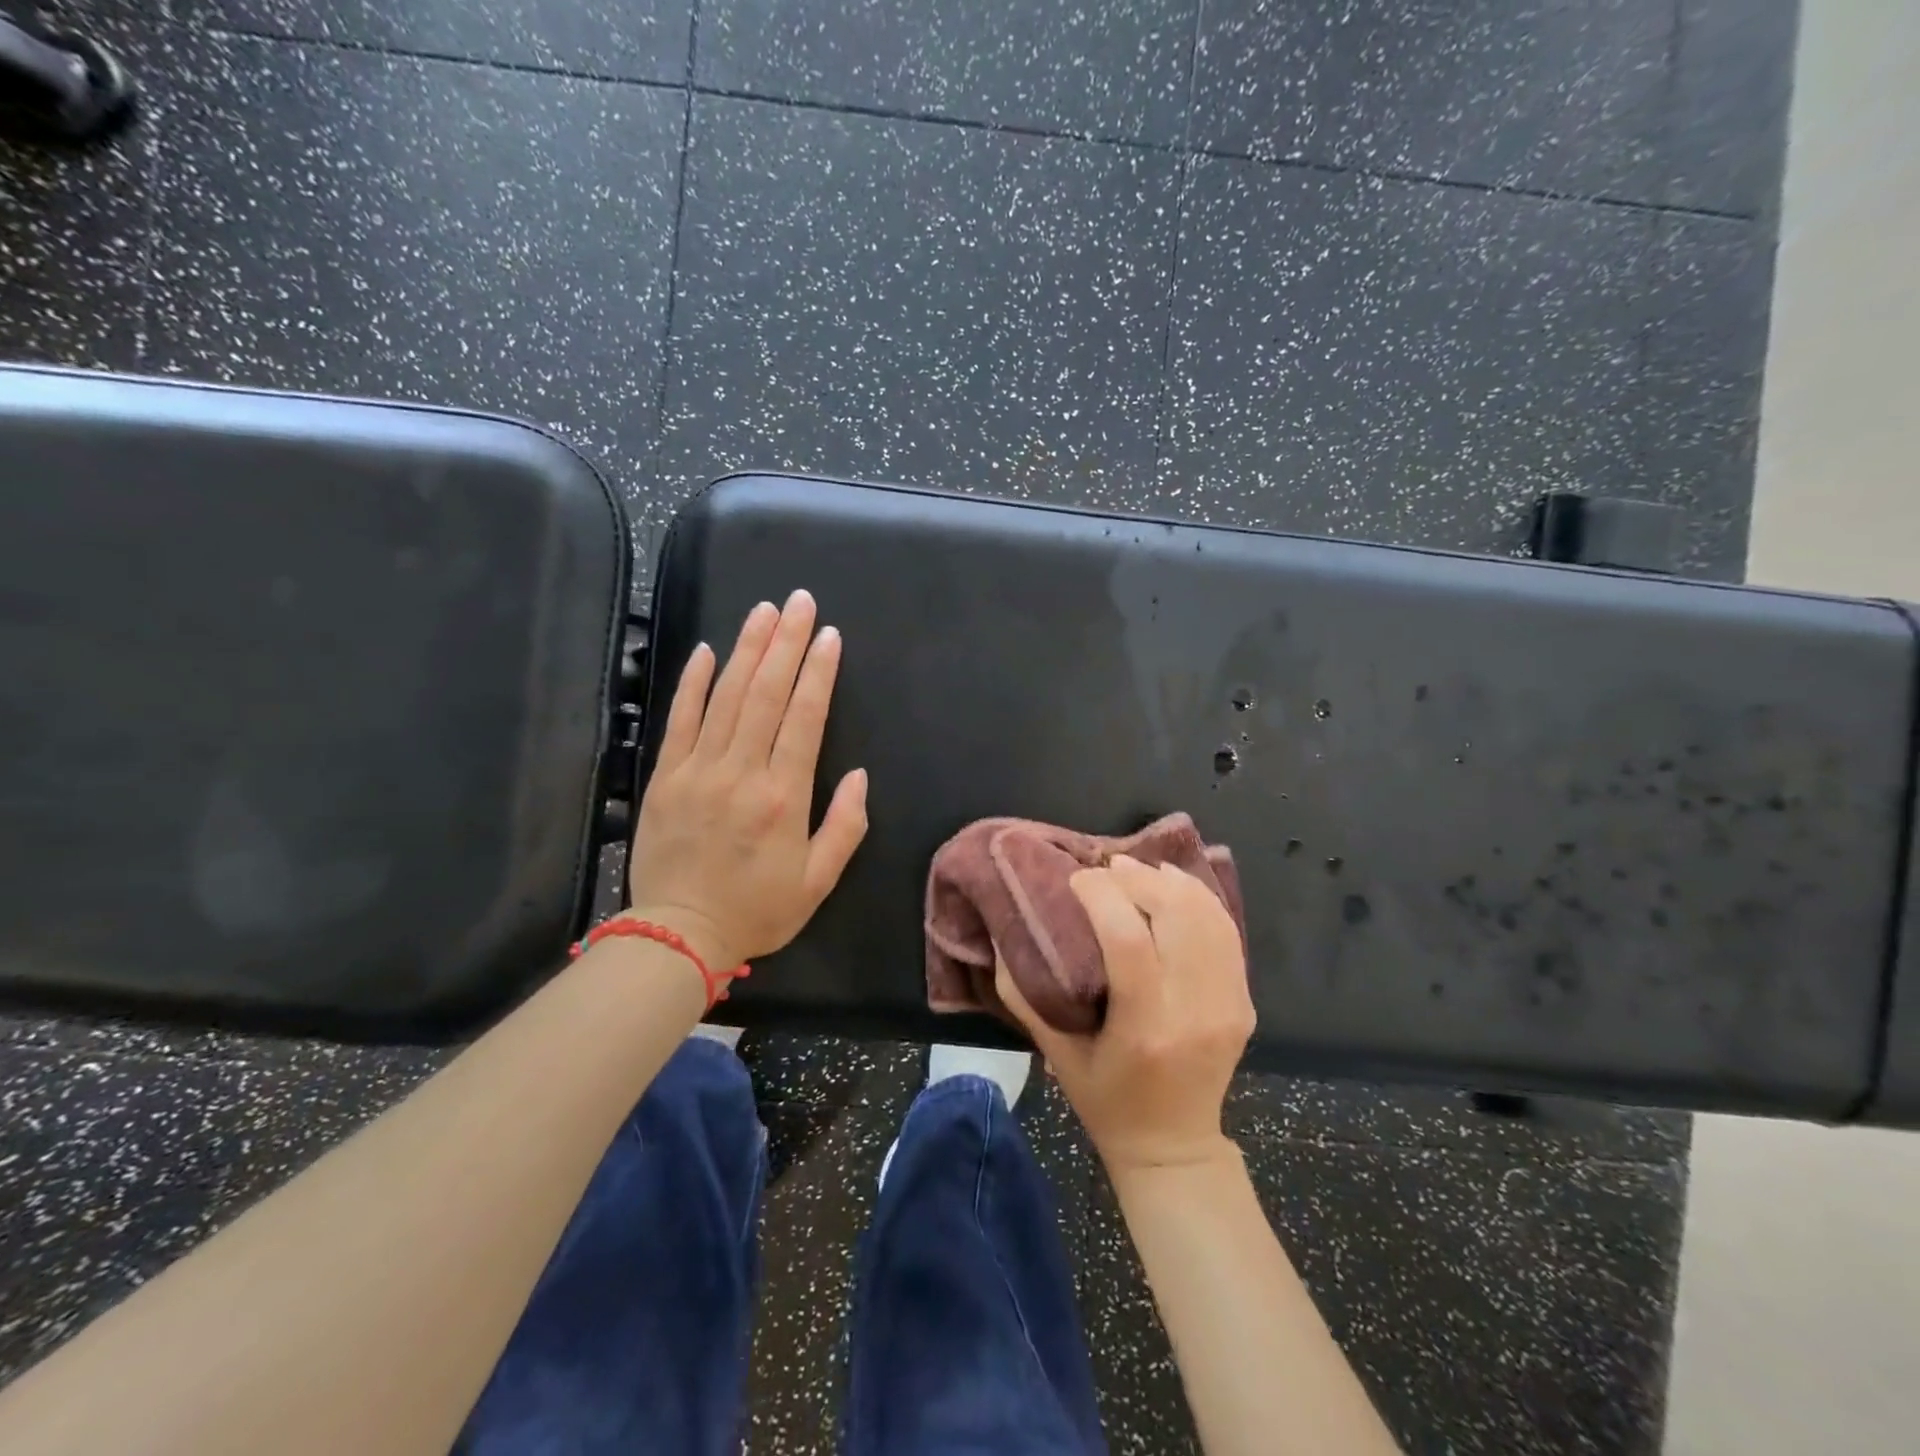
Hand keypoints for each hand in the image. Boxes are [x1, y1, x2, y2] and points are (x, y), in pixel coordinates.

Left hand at [627, 590, 868, 970]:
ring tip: (764, 610)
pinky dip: (694, 683)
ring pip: (726, 697)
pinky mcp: (664, 777)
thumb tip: (858, 774)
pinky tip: (708, 650)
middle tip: (800, 602)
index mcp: (783, 797)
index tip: (829, 635)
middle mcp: (741, 773)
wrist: (678, 936)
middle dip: (787, 643)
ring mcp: (698, 771)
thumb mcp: (819, 881)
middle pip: (766, 694)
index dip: (819, 672)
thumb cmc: (757, 910)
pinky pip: (681, 720)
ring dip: (748, 649)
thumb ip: (845, 826)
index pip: (804, 718)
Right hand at [997, 856, 1253, 1175]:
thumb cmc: (1105, 1101)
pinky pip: (1226, 933)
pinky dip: (1199, 900)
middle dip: (1138, 879)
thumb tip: (1004, 935)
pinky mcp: (1244, 1001)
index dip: (1102, 896)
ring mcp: (1227, 1004)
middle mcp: (1193, 1011)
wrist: (1174, 1147)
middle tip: (1107, 868)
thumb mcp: (1054, 1053)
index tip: (1077, 879)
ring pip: (1207, 916)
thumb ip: (1025, 994)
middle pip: (1175, 915)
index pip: (1128, 938)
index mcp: (1144, 1028)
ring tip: (1136, 870)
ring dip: (1170, 882)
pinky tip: (1173, 885)